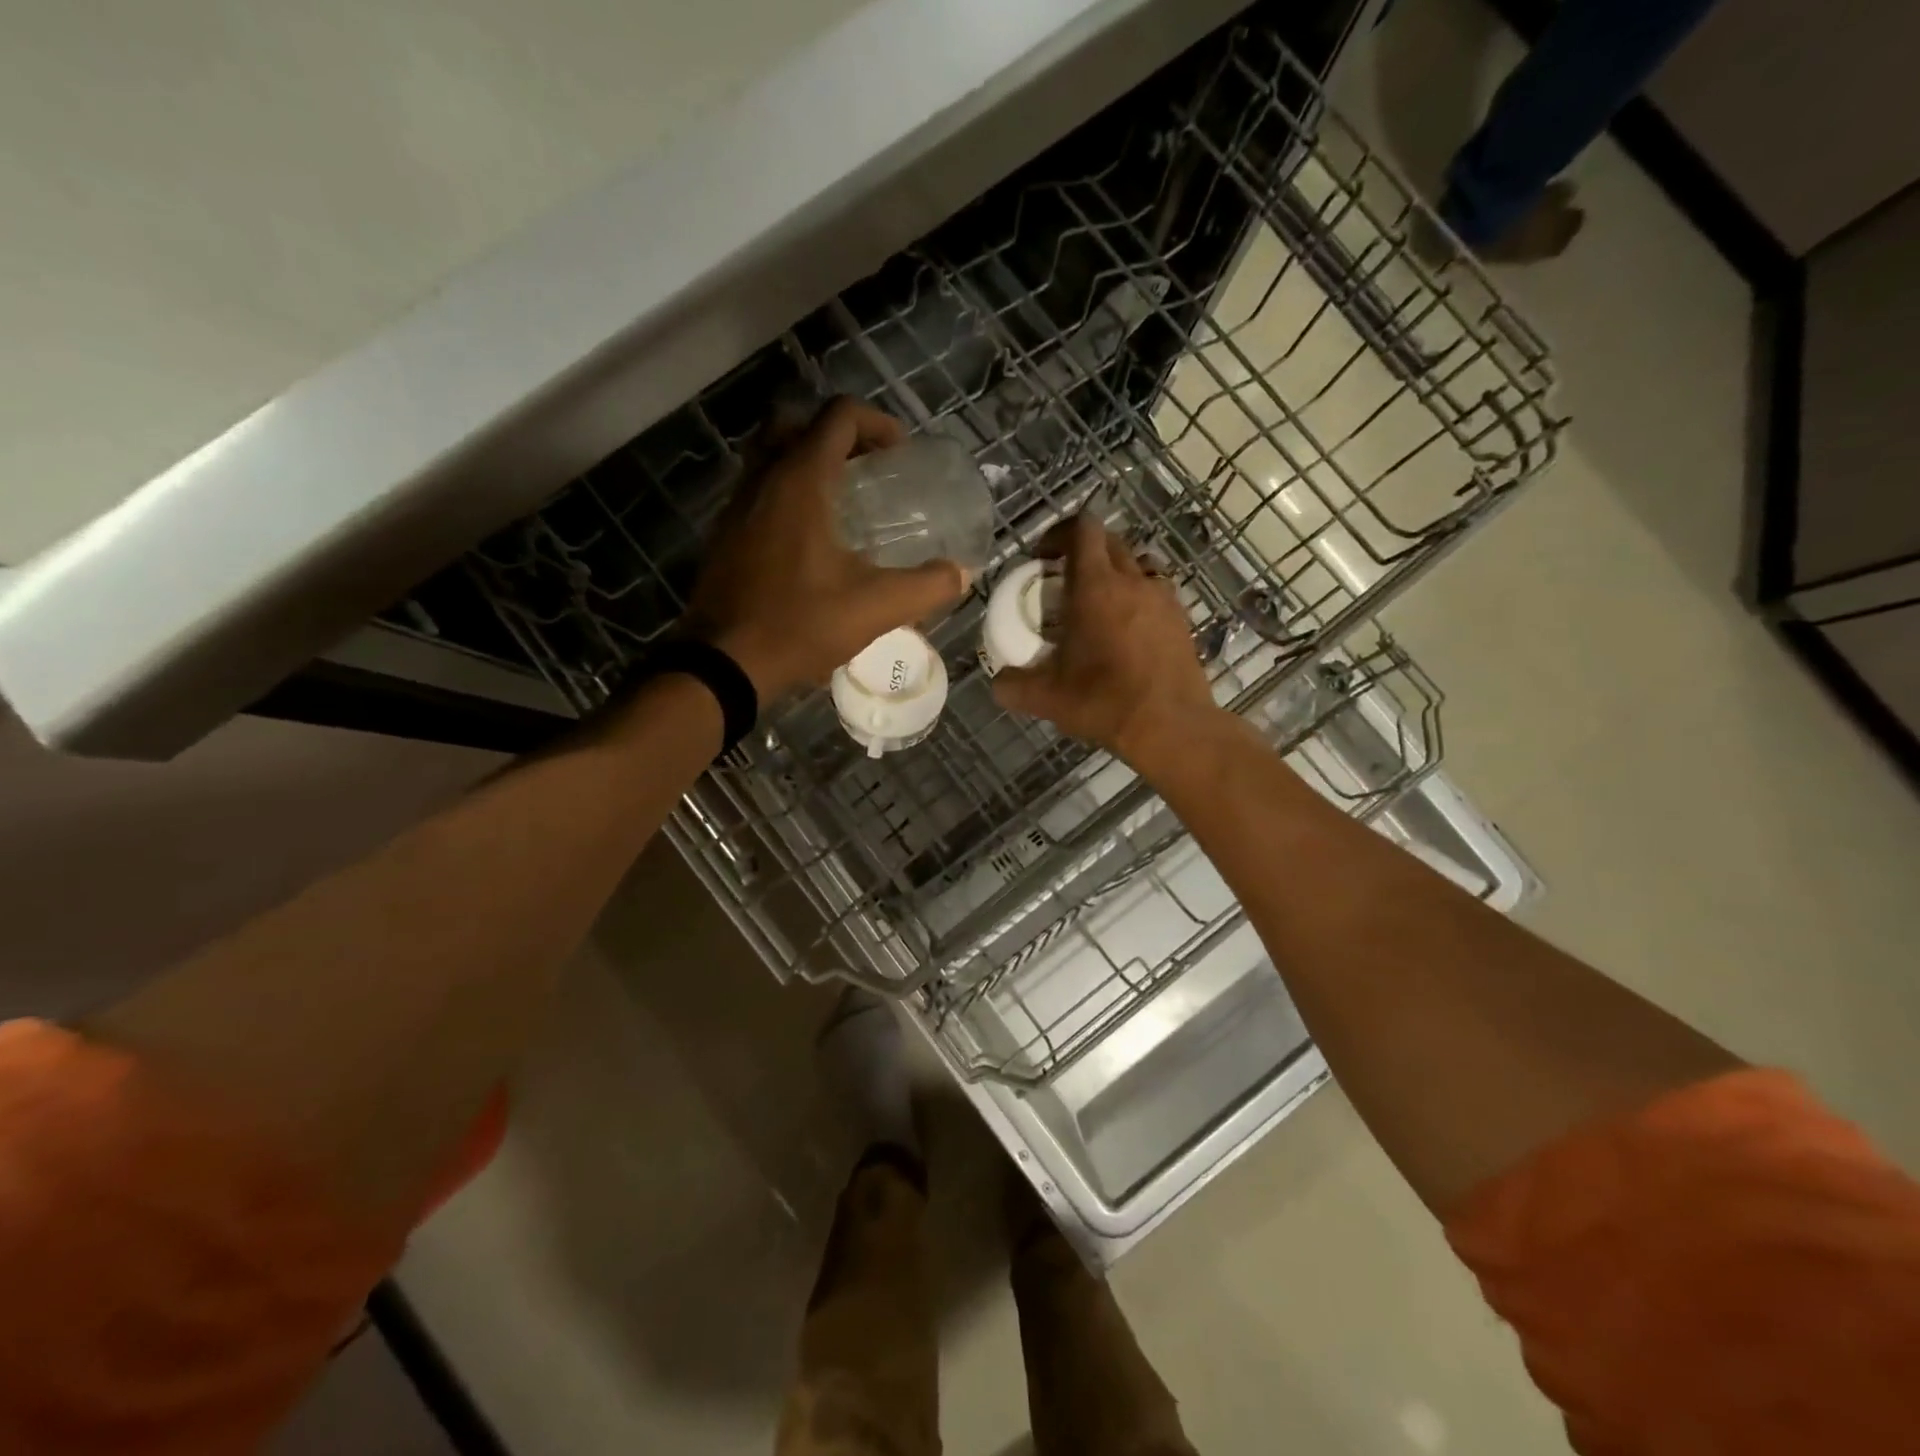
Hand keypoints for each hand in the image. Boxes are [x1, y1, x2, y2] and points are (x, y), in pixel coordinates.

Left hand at [683, 398, 967, 698]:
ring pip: (771, 454)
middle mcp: (764, 478)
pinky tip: (812, 538)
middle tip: (867, 466)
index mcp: (801, 480)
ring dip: (808, 460)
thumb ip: (926, 587)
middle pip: (796, 421)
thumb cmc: (800, 623)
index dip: (877, 423)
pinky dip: (788, 492)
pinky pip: (759, 489)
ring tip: (844, 500)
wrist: (724, 662)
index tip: (900, 455)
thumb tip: (960, 574)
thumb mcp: (875, 607)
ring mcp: (737, 505)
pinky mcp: (726, 534)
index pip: (839, 416)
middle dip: (837, 432)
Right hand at [992, 514, 1219, 767]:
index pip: (1082, 528)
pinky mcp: (1182, 619)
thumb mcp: (1045, 698)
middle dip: (1084, 553)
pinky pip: (1157, 592)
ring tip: (1100, 605)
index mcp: (1095, 586)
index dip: (1059, 533)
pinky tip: (1128, 632)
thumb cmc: (1103, 701)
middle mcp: (1132, 581)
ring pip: (1137, 565)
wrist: (1170, 726)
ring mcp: (1163, 598)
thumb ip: (1012, 685)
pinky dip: (1139, 599)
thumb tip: (999, 681)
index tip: (1043, 557)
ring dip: (1116, 573)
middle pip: (1109, 542)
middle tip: (1065, 583)